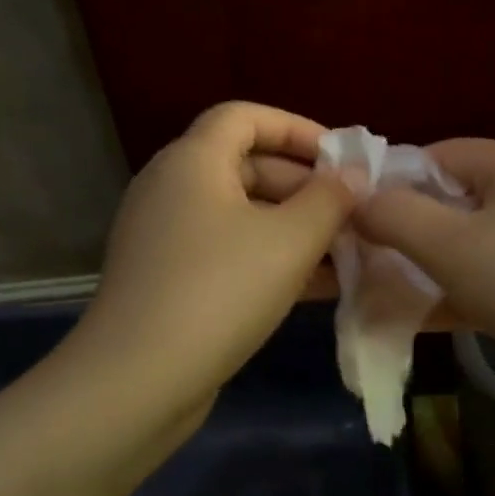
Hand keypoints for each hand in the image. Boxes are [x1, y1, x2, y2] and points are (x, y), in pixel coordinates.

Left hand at [65, 102, 355, 418]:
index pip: (245, 116)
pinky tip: (317, 287)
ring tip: (347, 252)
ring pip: (243, 216)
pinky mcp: (169, 280)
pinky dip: (270, 259)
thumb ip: (330, 199)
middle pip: (247, 166)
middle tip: (353, 214)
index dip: (298, 128)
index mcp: (193, 161)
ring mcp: (167, 237)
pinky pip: (229, 253)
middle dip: (305, 187)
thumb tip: (354, 172)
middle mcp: (173, 189)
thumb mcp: (290, 240)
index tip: (341, 158)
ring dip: (295, 228)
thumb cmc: (221, 291)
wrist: (140, 379)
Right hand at [354, 139, 494, 411]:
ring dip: (417, 272)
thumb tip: (353, 199)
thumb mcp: (452, 243)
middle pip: (448, 205)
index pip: (438, 156)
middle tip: (350, 260)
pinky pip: (481, 290)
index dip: (390, 180)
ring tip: (364, 294)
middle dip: (399, 232)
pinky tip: (402, 323)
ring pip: (462, 254)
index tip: (348, 214)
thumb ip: (395, 216)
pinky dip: (446, 302)